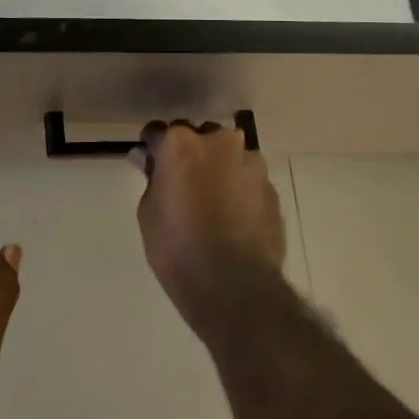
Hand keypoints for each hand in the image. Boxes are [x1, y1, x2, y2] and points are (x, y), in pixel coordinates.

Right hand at [131, 120, 286, 335]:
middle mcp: (219, 141)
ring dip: (219, 170)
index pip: (158, 132)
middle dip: (191, 154)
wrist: (235, 286)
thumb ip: (151, 178)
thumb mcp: (149, 213)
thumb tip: (148, 159)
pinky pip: (248, 179)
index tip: (150, 167)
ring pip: (228, 156)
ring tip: (214, 204)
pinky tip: (234, 219)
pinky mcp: (271, 187)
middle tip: (183, 186)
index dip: (153, 150)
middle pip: (198, 138)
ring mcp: (251, 162)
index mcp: (181, 143)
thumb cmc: (178, 248)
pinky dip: (239, 190)